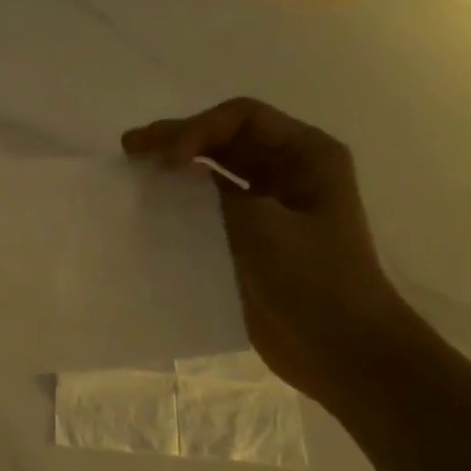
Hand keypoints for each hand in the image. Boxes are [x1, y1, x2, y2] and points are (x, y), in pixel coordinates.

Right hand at [122, 99, 413, 404]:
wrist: (340, 350)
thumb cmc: (315, 283)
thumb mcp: (266, 229)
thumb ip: (218, 195)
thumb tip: (175, 172)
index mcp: (307, 156)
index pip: (241, 119)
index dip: (196, 130)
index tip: (165, 162)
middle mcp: (288, 172)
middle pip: (224, 140)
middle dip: (177, 140)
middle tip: (130, 149)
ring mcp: (267, 208)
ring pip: (213, 173)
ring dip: (175, 171)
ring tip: (133, 172)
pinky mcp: (248, 240)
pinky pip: (208, 210)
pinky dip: (179, 205)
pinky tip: (151, 210)